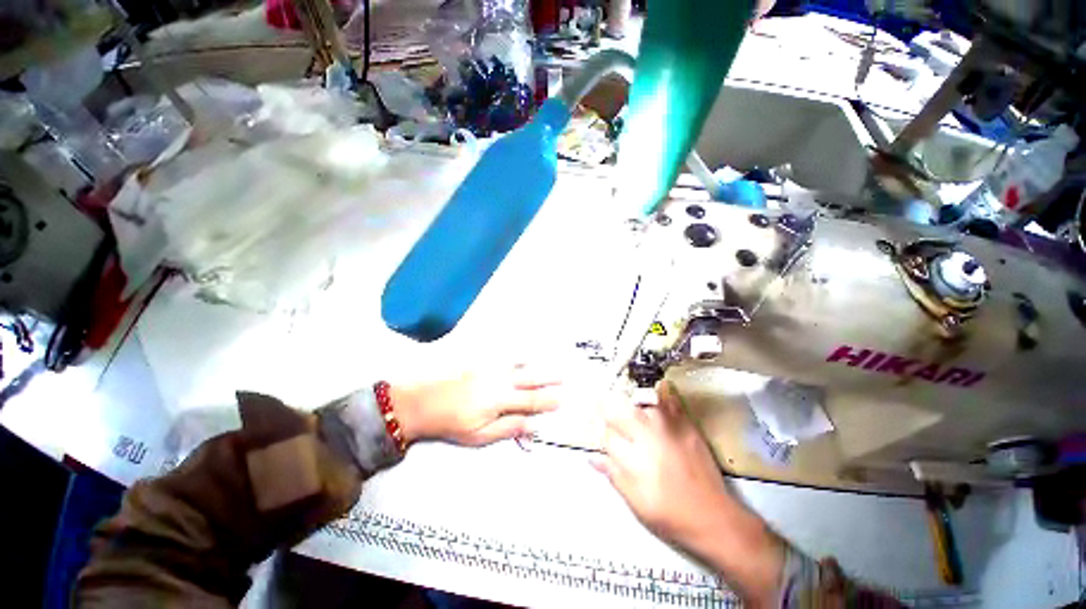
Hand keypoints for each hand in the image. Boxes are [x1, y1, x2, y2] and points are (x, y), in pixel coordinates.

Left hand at [393, 364, 560, 445]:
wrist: (422, 400)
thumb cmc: (451, 423)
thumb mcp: (479, 435)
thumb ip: (508, 428)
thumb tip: (532, 425)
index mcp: (501, 400)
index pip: (531, 400)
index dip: (547, 401)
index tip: (560, 399)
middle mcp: (500, 380)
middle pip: (530, 378)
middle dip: (548, 378)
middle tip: (563, 377)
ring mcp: (490, 367)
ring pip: (519, 363)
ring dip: (536, 363)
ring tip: (549, 362)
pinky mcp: (481, 360)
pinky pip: (504, 354)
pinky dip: (517, 354)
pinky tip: (523, 353)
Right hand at [590, 381, 731, 542]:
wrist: (711, 516)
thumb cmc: (668, 512)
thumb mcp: (634, 500)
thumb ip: (613, 474)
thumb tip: (592, 457)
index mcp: (632, 455)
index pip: (607, 433)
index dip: (597, 428)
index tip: (593, 422)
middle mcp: (647, 435)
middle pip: (620, 411)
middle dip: (607, 405)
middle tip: (600, 399)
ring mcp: (667, 427)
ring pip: (642, 401)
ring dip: (631, 398)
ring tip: (626, 395)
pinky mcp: (686, 425)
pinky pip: (671, 400)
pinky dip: (662, 392)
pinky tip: (659, 387)